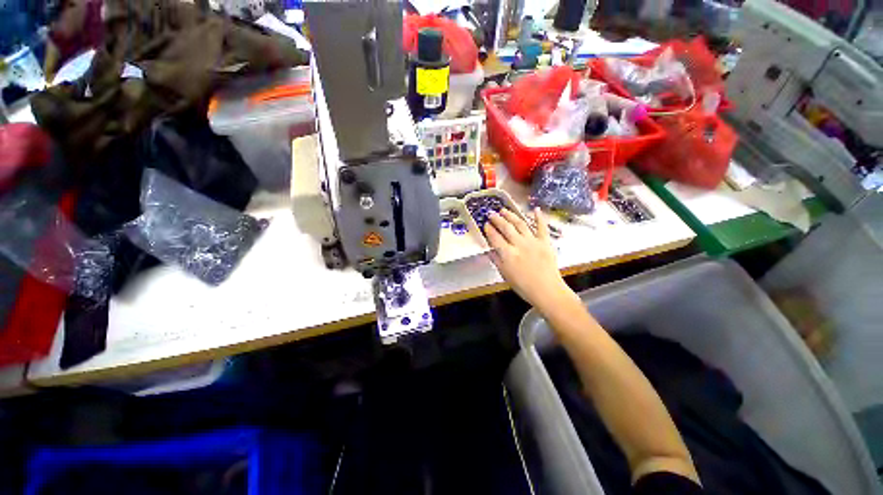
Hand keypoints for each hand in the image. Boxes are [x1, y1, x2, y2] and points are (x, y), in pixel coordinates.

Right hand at [484, 208, 574, 312]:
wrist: (547, 290)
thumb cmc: (523, 286)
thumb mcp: (505, 274)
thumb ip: (496, 260)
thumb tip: (489, 250)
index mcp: (508, 254)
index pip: (495, 238)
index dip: (489, 230)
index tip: (485, 224)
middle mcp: (519, 244)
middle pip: (506, 228)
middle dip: (497, 219)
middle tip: (491, 213)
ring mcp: (533, 241)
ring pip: (520, 224)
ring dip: (511, 215)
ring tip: (504, 210)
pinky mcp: (545, 241)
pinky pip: (542, 227)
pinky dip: (538, 217)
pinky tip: (535, 209)